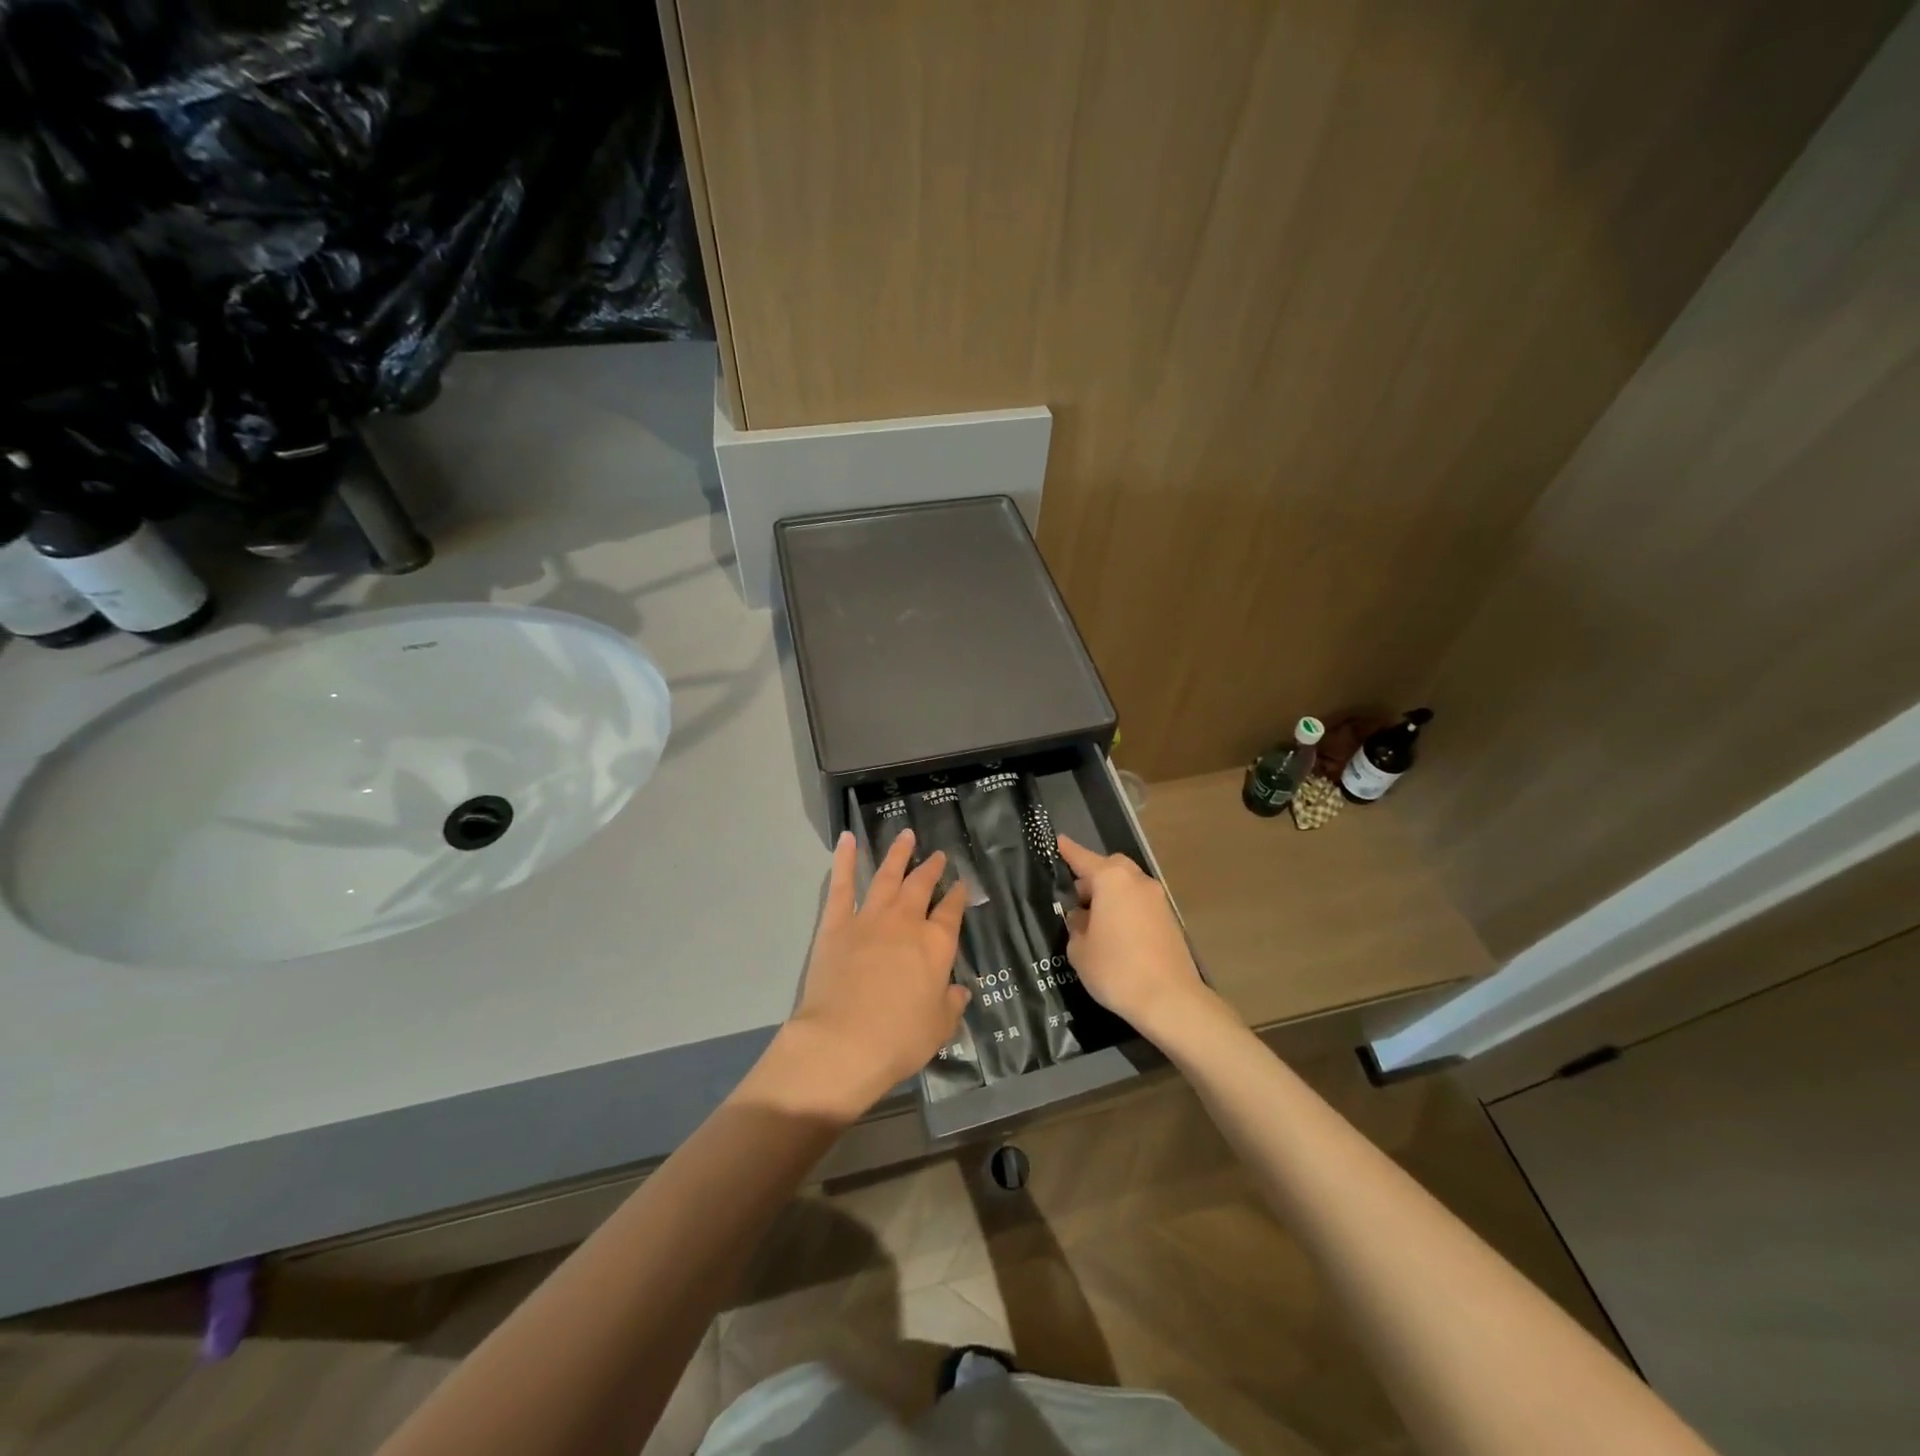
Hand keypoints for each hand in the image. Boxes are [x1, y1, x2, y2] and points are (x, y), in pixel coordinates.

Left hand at [756, 829, 969, 1122]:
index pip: (951, 913)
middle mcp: (906, 923)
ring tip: (906, 835)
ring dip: (898, 854)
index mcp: (936, 945)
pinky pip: (842, 885)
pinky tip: (847, 839)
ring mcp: (869, 918)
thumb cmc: (898, 1039)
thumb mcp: (938, 1028)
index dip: (958, 897)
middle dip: (931, 869)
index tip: (961, 884)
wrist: (843, 1042)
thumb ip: (951, 1006)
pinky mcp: (836, 924)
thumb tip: (960, 992)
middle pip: (921, 887)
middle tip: (938, 854)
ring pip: (887, 876)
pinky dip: (845, 860)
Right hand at [1057, 834, 1210, 1040]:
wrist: (1170, 999)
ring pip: (1127, 885)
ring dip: (1110, 894)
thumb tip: (1083, 917)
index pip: (1082, 858)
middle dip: (1091, 877)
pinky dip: (1125, 908)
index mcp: (1111, 880)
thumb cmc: (1116, 970)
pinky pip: (1139, 902)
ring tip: (1094, 921)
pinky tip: (1115, 934)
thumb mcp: (1080, 950)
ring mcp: (1157, 899)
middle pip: (1109, 867)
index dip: (1067, 850)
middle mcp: (1136, 881)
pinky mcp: (1169, 918)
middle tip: (1076, 899)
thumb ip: (1076, 926)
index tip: (1057, 840)